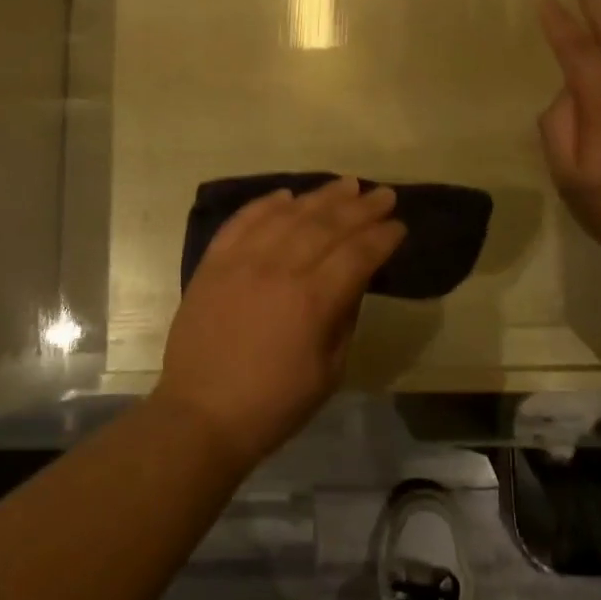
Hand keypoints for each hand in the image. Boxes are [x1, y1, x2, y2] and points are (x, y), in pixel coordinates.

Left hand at [157, 177, 405, 470]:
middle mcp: (279, 269)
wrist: (201, 414)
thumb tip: (352, 281)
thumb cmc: (273, 404)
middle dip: (361, 207)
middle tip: (383, 194)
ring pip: (288, 215)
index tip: (399, 225)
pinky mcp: (213, 263)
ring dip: (320, 197)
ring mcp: (241, 261)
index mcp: (313, 300)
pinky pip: (242, 221)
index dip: (382, 237)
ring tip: (346, 185)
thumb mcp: (329, 372)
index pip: (358, 254)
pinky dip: (265, 205)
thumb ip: (344, 319)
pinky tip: (285, 195)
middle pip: (327, 225)